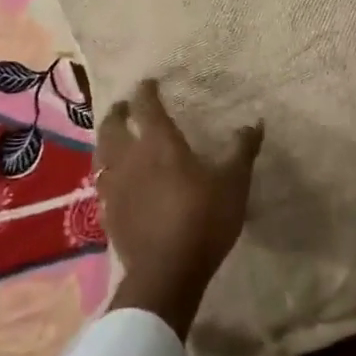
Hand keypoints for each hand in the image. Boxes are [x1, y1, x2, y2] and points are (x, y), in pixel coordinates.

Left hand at [97, 79, 263, 339]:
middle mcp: (129, 158)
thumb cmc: (203, 218)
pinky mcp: (108, 214)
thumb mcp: (234, 182)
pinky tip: (115, 180)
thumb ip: (242, 149)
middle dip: (117, 112)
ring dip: (106, 140)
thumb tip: (255, 122)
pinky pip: (102, 183)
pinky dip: (107, 172)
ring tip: (114, 138)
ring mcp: (114, 187)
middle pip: (112, 126)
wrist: (167, 272)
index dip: (146, 91)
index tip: (149, 82)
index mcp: (158, 143)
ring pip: (100, 154)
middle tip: (123, 106)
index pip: (146, 107)